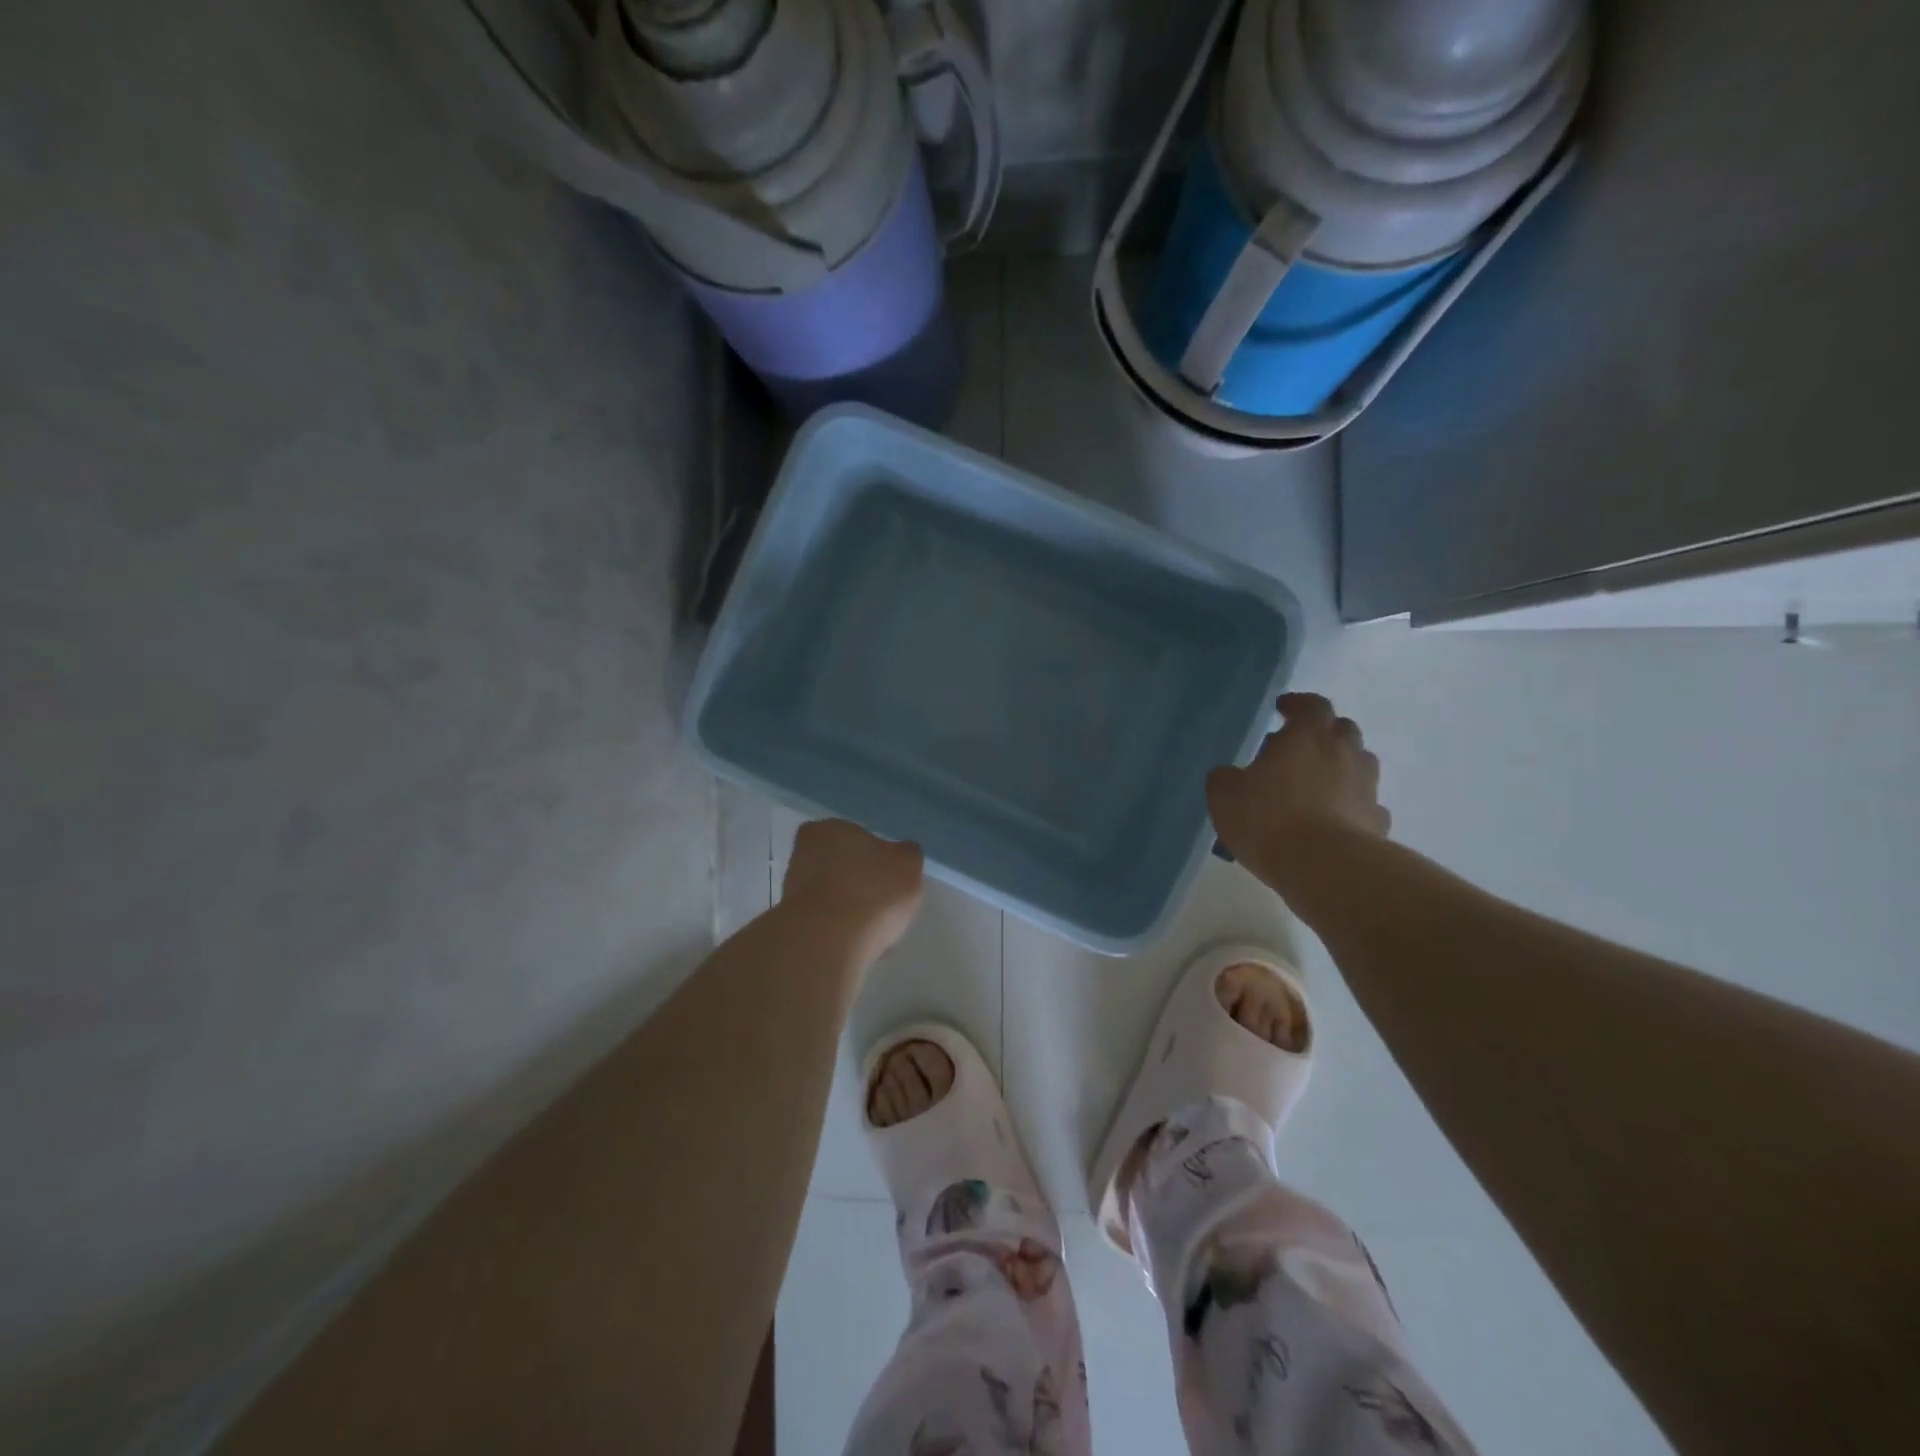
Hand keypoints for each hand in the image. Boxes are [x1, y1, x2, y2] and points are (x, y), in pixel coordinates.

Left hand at [781, 819, 925, 967]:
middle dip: (861, 885)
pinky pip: (827, 926)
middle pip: (842, 867)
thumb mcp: (908, 865)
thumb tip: (902, 853)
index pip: (855, 835)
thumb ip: (907, 855)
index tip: (891, 877)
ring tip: (877, 933)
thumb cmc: (872, 891)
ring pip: (833, 898)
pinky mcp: (793, 925)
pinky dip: (843, 934)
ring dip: (852, 912)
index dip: (876, 856)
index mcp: (828, 829)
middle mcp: (804, 854)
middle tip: (885, 905)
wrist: (828, 942)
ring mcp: (794, 891)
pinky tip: (860, 947)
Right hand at [1206, 694, 1389, 876]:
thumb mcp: (1224, 795)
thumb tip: (1230, 775)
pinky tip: (1333, 821)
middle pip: (1343, 730)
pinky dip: (1351, 806)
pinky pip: (1365, 805)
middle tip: (1297, 749)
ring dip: (1340, 768)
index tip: (1282, 709)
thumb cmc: (1268, 819)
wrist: (1324, 868)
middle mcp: (1344, 753)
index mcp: (1307, 736)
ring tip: (1315, 786)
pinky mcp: (1378, 822)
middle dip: (1323, 734)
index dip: (1297, 704)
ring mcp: (1366, 788)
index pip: (1311, 704)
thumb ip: (1226, 778)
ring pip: (1359, 765)